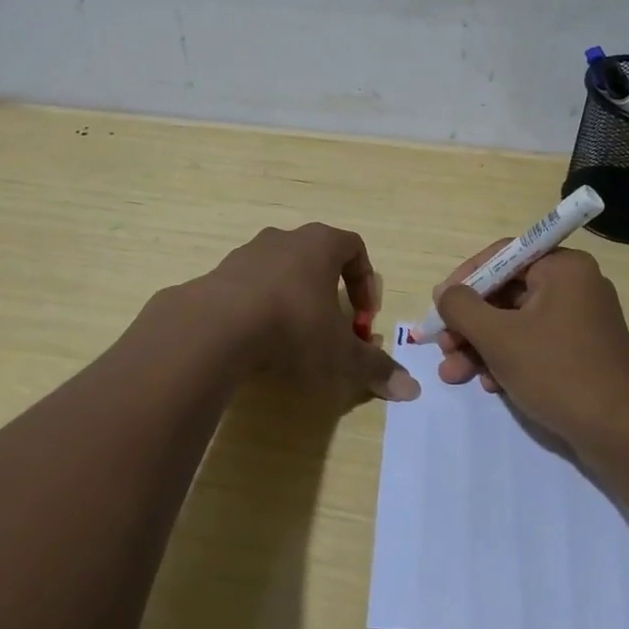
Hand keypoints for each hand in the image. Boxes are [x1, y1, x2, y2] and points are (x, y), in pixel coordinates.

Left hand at [189, 224, 418, 401]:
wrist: (216, 326)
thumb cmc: (292, 325)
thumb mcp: (340, 352)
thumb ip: (374, 367)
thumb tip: (412, 390)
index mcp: (320, 244)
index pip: (354, 248)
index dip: (366, 282)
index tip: (365, 318)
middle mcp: (286, 239)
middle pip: (317, 257)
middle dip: (331, 292)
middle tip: (333, 328)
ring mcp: (248, 252)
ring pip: (282, 269)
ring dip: (294, 297)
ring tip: (294, 336)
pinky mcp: (220, 273)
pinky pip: (251, 285)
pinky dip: (261, 306)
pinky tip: (259, 338)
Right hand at [431, 242, 628, 444]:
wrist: (620, 435)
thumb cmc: (557, 372)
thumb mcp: (498, 337)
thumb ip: (462, 307)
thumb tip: (444, 293)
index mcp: (563, 268)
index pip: (502, 256)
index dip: (464, 280)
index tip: (439, 306)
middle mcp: (576, 285)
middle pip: (506, 293)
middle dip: (469, 324)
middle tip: (442, 347)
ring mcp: (581, 320)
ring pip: (517, 322)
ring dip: (482, 346)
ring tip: (454, 374)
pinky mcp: (583, 351)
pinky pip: (535, 343)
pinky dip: (509, 359)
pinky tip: (490, 385)